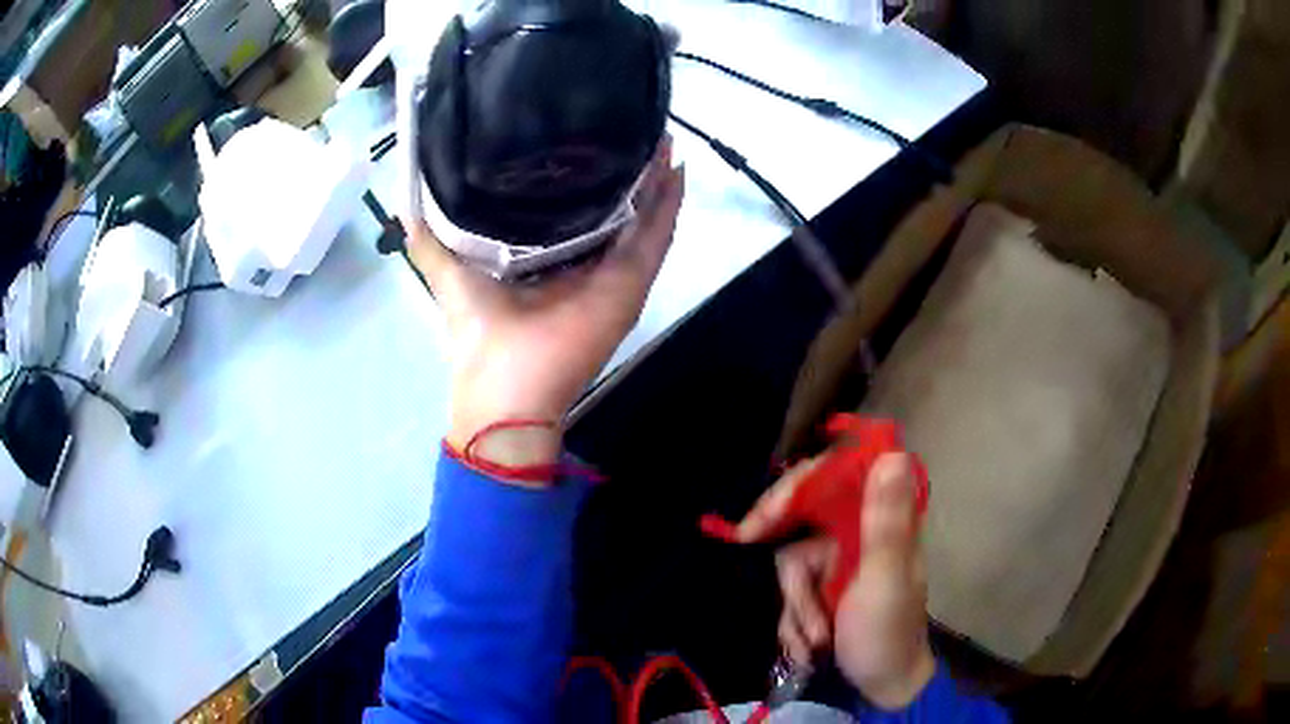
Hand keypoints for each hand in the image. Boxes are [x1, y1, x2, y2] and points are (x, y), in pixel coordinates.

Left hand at [402, 140, 684, 472]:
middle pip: (616, 207)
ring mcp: (614, 275)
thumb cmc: (477, 332)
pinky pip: (657, 238)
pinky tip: (676, 170)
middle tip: (635, 123)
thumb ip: (430, 240)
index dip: (584, 174)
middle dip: (627, 169)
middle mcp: (585, 264)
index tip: (587, 133)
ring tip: (660, 135)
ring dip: (655, 179)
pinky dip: (670, 206)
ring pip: (644, 217)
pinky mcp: (631, 284)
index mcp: (548, 261)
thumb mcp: (448, 273)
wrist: (504, 386)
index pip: (573, 208)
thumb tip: (407, 206)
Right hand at [737, 453, 935, 708]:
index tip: (764, 519)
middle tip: (756, 573)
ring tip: (816, 641)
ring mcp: (839, 564)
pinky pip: (791, 593)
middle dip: (788, 565)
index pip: (839, 476)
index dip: (798, 487)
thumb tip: (893, 453)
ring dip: (797, 608)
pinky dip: (795, 622)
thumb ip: (886, 523)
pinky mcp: (824, 590)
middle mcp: (859, 535)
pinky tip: (810, 647)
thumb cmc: (888, 635)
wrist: (882, 689)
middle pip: (803, 520)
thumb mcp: (885, 581)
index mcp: (883, 522)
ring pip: (791, 565)